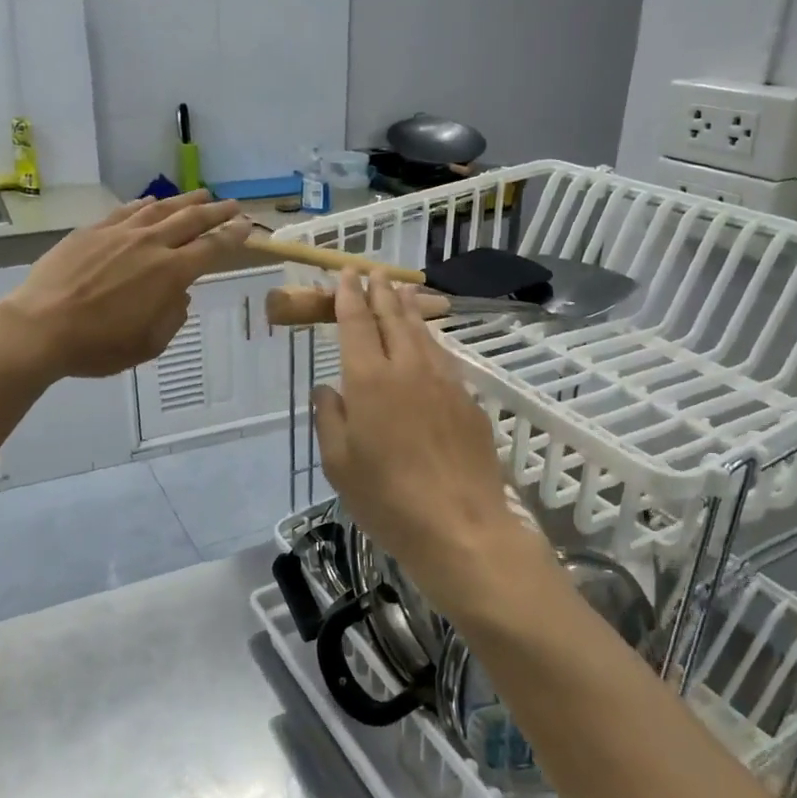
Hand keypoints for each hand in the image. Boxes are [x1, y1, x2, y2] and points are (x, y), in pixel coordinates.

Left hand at [0, 191, 250, 379]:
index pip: (211, 248)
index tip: (246, 226)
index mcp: (170, 274)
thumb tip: (180, 295)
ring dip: (185, 201)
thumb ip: (172, 316)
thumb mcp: (148, 345)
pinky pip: (126, 211)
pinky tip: (151, 202)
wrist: (40, 327)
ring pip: (160, 209)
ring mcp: (119, 233)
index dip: (233, 236)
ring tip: (201, 194)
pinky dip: (144, 205)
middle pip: (191, 220)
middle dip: (216, 211)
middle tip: (232, 204)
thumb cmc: (97, 345)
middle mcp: (150, 245)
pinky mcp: (91, 231)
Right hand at [313, 274, 530, 616]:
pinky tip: (429, 341)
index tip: (345, 274)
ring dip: (408, 308)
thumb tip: (328, 389)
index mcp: (369, 381)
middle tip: (374, 271)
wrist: (461, 526)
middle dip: (380, 291)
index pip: (356, 324)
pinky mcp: (468, 401)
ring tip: (401, 290)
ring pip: (423, 332)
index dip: (348, 296)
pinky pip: (444, 357)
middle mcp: (408, 369)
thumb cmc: (387, 499)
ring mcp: (444, 382)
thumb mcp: (339, 465)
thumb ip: (330, 419)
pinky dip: (431, 339)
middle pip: (393, 318)